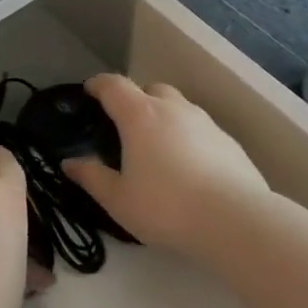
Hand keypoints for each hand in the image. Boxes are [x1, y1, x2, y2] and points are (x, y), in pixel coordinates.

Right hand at [63, 74, 265, 257]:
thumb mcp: (119, 200)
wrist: (237, 221)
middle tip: (126, 125)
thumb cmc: (167, 207)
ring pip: (179, 107)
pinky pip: (201, 130)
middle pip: (150, 89)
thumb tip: (70, 163)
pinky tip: (191, 168)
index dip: (98, 85)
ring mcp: (206, 123)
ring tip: (159, 148)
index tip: (90, 91)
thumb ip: (92, 177)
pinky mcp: (230, 143)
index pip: (113, 85)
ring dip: (165, 117)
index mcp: (139, 115)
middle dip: (135, 99)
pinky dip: (190, 138)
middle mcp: (173, 109)